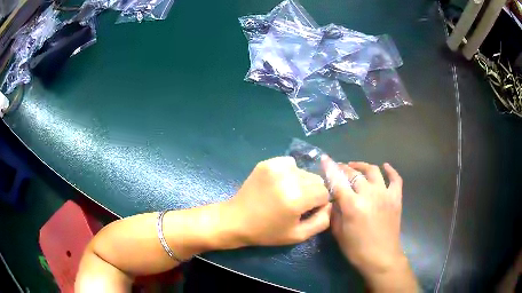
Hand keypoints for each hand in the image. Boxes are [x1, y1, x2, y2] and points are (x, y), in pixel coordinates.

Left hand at [226, 156, 331, 245]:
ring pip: (304, 172)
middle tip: (296, 203)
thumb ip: (322, 221)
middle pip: (316, 180)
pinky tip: (278, 184)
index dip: (318, 203)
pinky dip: (289, 173)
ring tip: (286, 194)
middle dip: (312, 192)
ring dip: (301, 182)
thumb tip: (329, 205)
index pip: (324, 192)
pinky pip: (290, 163)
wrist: (236, 220)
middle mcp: (289, 178)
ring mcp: (276, 167)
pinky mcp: (267, 163)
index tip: (306, 211)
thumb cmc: (267, 232)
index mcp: (297, 198)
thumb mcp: (298, 235)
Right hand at [323, 157, 406, 275]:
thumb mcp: (339, 233)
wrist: (382, 258)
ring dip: (362, 166)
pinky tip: (385, 167)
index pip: (338, 181)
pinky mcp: (396, 198)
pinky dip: (390, 170)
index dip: (330, 168)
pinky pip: (395, 179)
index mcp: (352, 205)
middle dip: (343, 168)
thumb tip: (333, 200)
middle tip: (338, 168)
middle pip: (354, 174)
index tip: (324, 159)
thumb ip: (334, 213)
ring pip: (373, 171)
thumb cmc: (357, 249)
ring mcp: (385, 194)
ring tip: (355, 167)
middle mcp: (369, 194)